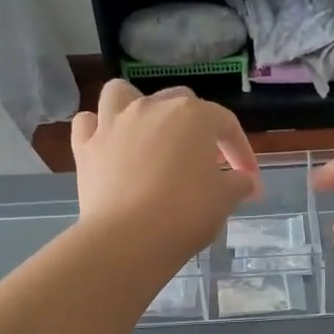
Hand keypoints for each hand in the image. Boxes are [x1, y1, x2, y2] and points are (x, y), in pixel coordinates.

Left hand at [72, 82, 258, 263]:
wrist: (128, 239)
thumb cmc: (185, 214)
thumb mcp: (225, 200)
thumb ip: (238, 184)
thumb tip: (245, 181)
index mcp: (192, 115)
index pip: (226, 124)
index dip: (240, 150)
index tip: (248, 178)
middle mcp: (151, 108)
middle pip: (179, 102)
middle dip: (196, 127)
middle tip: (204, 161)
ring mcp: (114, 123)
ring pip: (122, 94)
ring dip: (137, 106)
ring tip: (148, 132)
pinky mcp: (85, 147)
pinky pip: (88, 123)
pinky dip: (97, 129)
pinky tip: (108, 144)